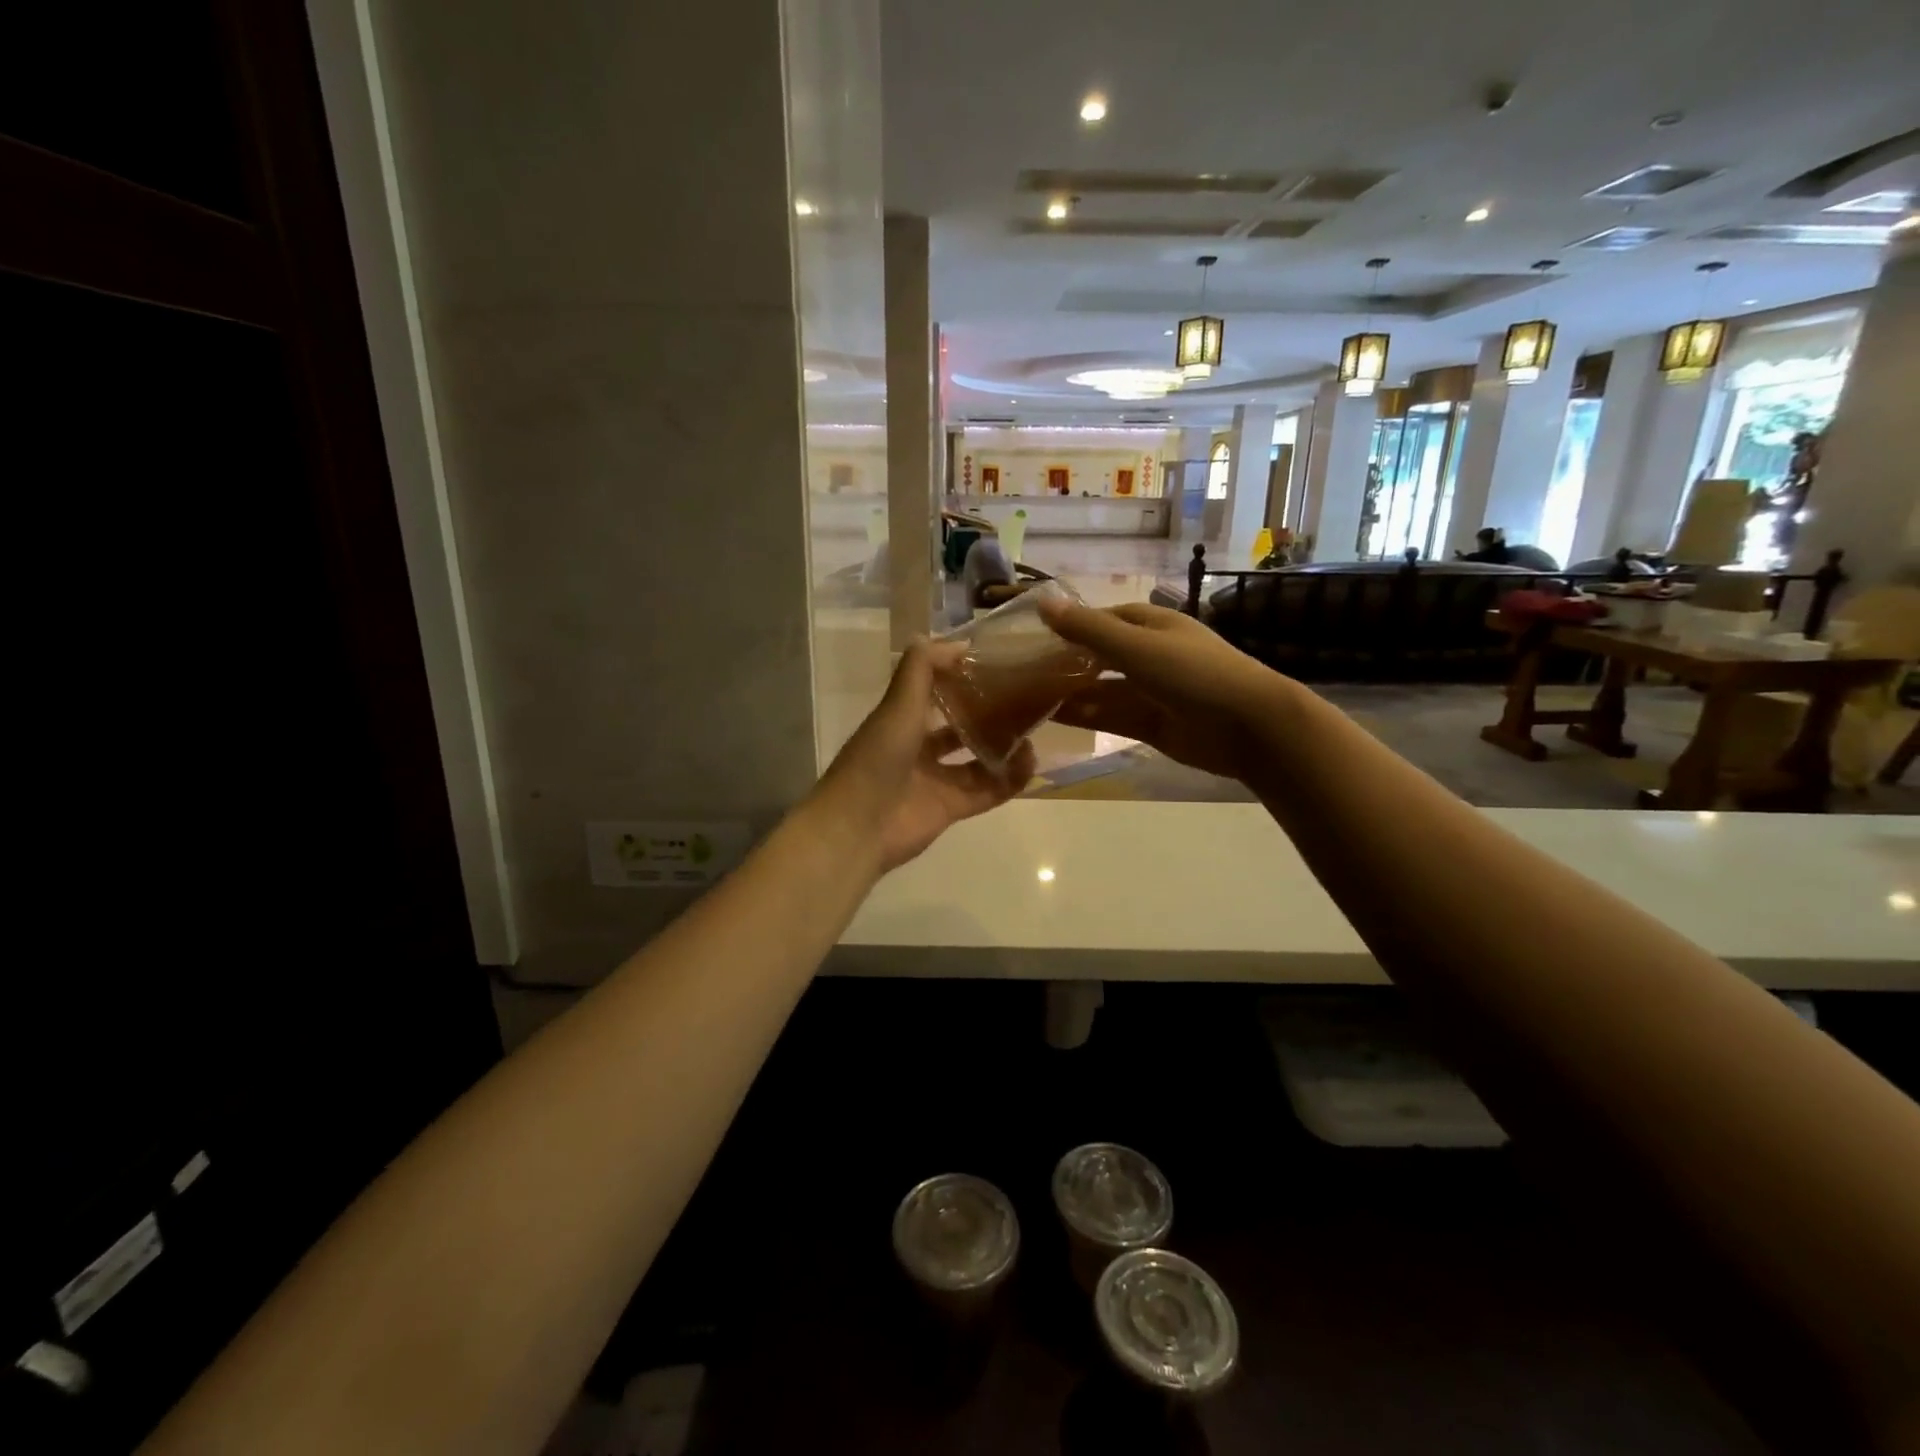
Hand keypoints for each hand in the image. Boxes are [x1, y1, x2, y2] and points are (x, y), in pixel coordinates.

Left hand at [809, 639, 1034, 874]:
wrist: (858, 827)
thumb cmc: (876, 759)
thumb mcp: (898, 705)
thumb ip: (921, 669)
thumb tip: (955, 641)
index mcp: (901, 720)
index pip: (936, 691)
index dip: (961, 676)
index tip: (996, 663)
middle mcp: (919, 748)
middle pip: (960, 726)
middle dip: (989, 714)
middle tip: (1024, 700)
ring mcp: (936, 780)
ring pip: (978, 760)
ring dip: (1004, 748)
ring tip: (1034, 733)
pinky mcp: (950, 809)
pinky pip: (986, 791)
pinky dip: (1008, 780)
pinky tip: (1031, 763)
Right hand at [1037, 599, 1289, 783]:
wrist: (1249, 727)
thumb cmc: (1193, 673)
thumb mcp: (1136, 646)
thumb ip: (1088, 629)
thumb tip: (1042, 601)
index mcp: (1151, 625)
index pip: (1102, 620)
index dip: (1069, 626)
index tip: (1032, 636)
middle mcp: (1149, 655)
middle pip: (1099, 657)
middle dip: (1066, 663)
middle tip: (1022, 672)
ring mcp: (1151, 691)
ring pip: (1102, 689)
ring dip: (1070, 692)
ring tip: (1027, 698)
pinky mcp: (1151, 724)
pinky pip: (1111, 716)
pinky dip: (1085, 716)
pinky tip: (1052, 718)